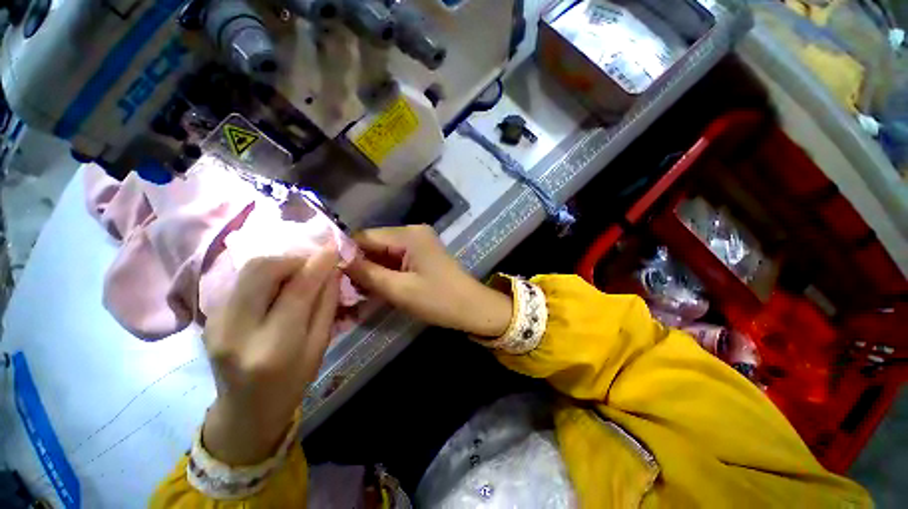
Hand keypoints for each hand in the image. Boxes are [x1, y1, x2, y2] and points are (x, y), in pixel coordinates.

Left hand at [201, 248, 340, 464]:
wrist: (245, 410)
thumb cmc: (292, 382)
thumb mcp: (319, 346)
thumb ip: (326, 305)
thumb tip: (331, 271)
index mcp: (273, 347)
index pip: (296, 291)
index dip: (316, 265)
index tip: (332, 249)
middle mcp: (236, 331)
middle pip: (260, 270)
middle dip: (291, 258)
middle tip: (312, 265)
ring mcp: (216, 323)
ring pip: (248, 271)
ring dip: (279, 265)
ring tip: (298, 275)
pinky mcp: (210, 317)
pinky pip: (241, 281)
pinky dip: (266, 276)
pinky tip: (279, 287)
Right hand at [345, 225, 512, 337]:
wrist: (473, 308)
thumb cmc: (439, 300)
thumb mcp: (399, 289)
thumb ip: (367, 273)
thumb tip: (336, 261)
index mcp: (408, 235)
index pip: (365, 236)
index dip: (345, 253)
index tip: (327, 273)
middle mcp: (413, 232)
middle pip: (375, 244)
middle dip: (358, 265)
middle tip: (339, 287)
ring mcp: (419, 243)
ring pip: (384, 254)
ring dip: (371, 271)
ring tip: (352, 291)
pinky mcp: (422, 255)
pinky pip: (396, 260)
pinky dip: (385, 273)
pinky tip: (373, 288)